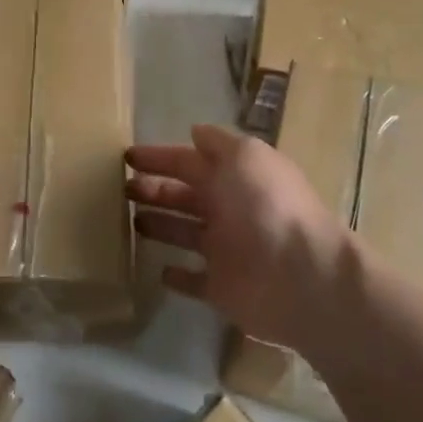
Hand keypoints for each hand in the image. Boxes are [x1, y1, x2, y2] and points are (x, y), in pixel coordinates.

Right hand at [128, 123, 348, 350]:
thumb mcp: (245, 156)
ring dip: (158, 225)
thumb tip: (194, 132)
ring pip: (183, 233)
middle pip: (183, 195)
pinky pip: (194, 280)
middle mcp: (228, 209)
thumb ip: (218, 143)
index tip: (126, 156)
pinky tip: (157, 270)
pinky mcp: (221, 289)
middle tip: (120, 189)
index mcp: (233, 176)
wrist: (303, 275)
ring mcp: (225, 250)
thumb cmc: (267, 206)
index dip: (158, 157)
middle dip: (153, 189)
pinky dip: (177, 276)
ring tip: (126, 220)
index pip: (187, 161)